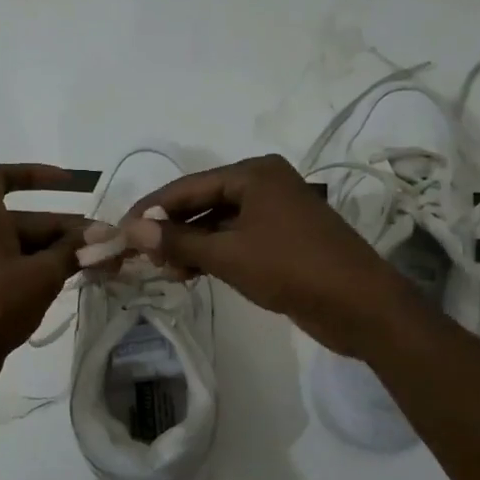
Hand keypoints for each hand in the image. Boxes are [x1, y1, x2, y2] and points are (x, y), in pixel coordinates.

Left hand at [0, 165, 87, 408]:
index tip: (69, 184)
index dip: (34, 174)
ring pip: (28, 251)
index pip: (1, 178)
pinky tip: (74, 288)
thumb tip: (101, 235)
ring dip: (63, 257)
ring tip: (102, 269)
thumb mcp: (40, 274)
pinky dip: (46, 277)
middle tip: (109, 248)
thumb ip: (73, 252)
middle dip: (69, 232)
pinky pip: (20, 275)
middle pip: (29, 222)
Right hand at [123, 154, 418, 357]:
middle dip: (170, 229)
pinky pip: (236, 239)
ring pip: (218, 223)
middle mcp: (264, 184)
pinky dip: (212, 254)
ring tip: (162, 271)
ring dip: (190, 246)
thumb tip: (132, 230)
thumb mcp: (228, 255)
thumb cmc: (292, 269)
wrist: (360, 305)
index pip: (187, 186)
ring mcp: (276, 212)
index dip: (151, 209)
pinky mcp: (283, 239)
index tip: (119, 231)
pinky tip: (190, 274)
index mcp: (254, 173)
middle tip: (139, 255)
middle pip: (202, 202)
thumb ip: (178, 241)